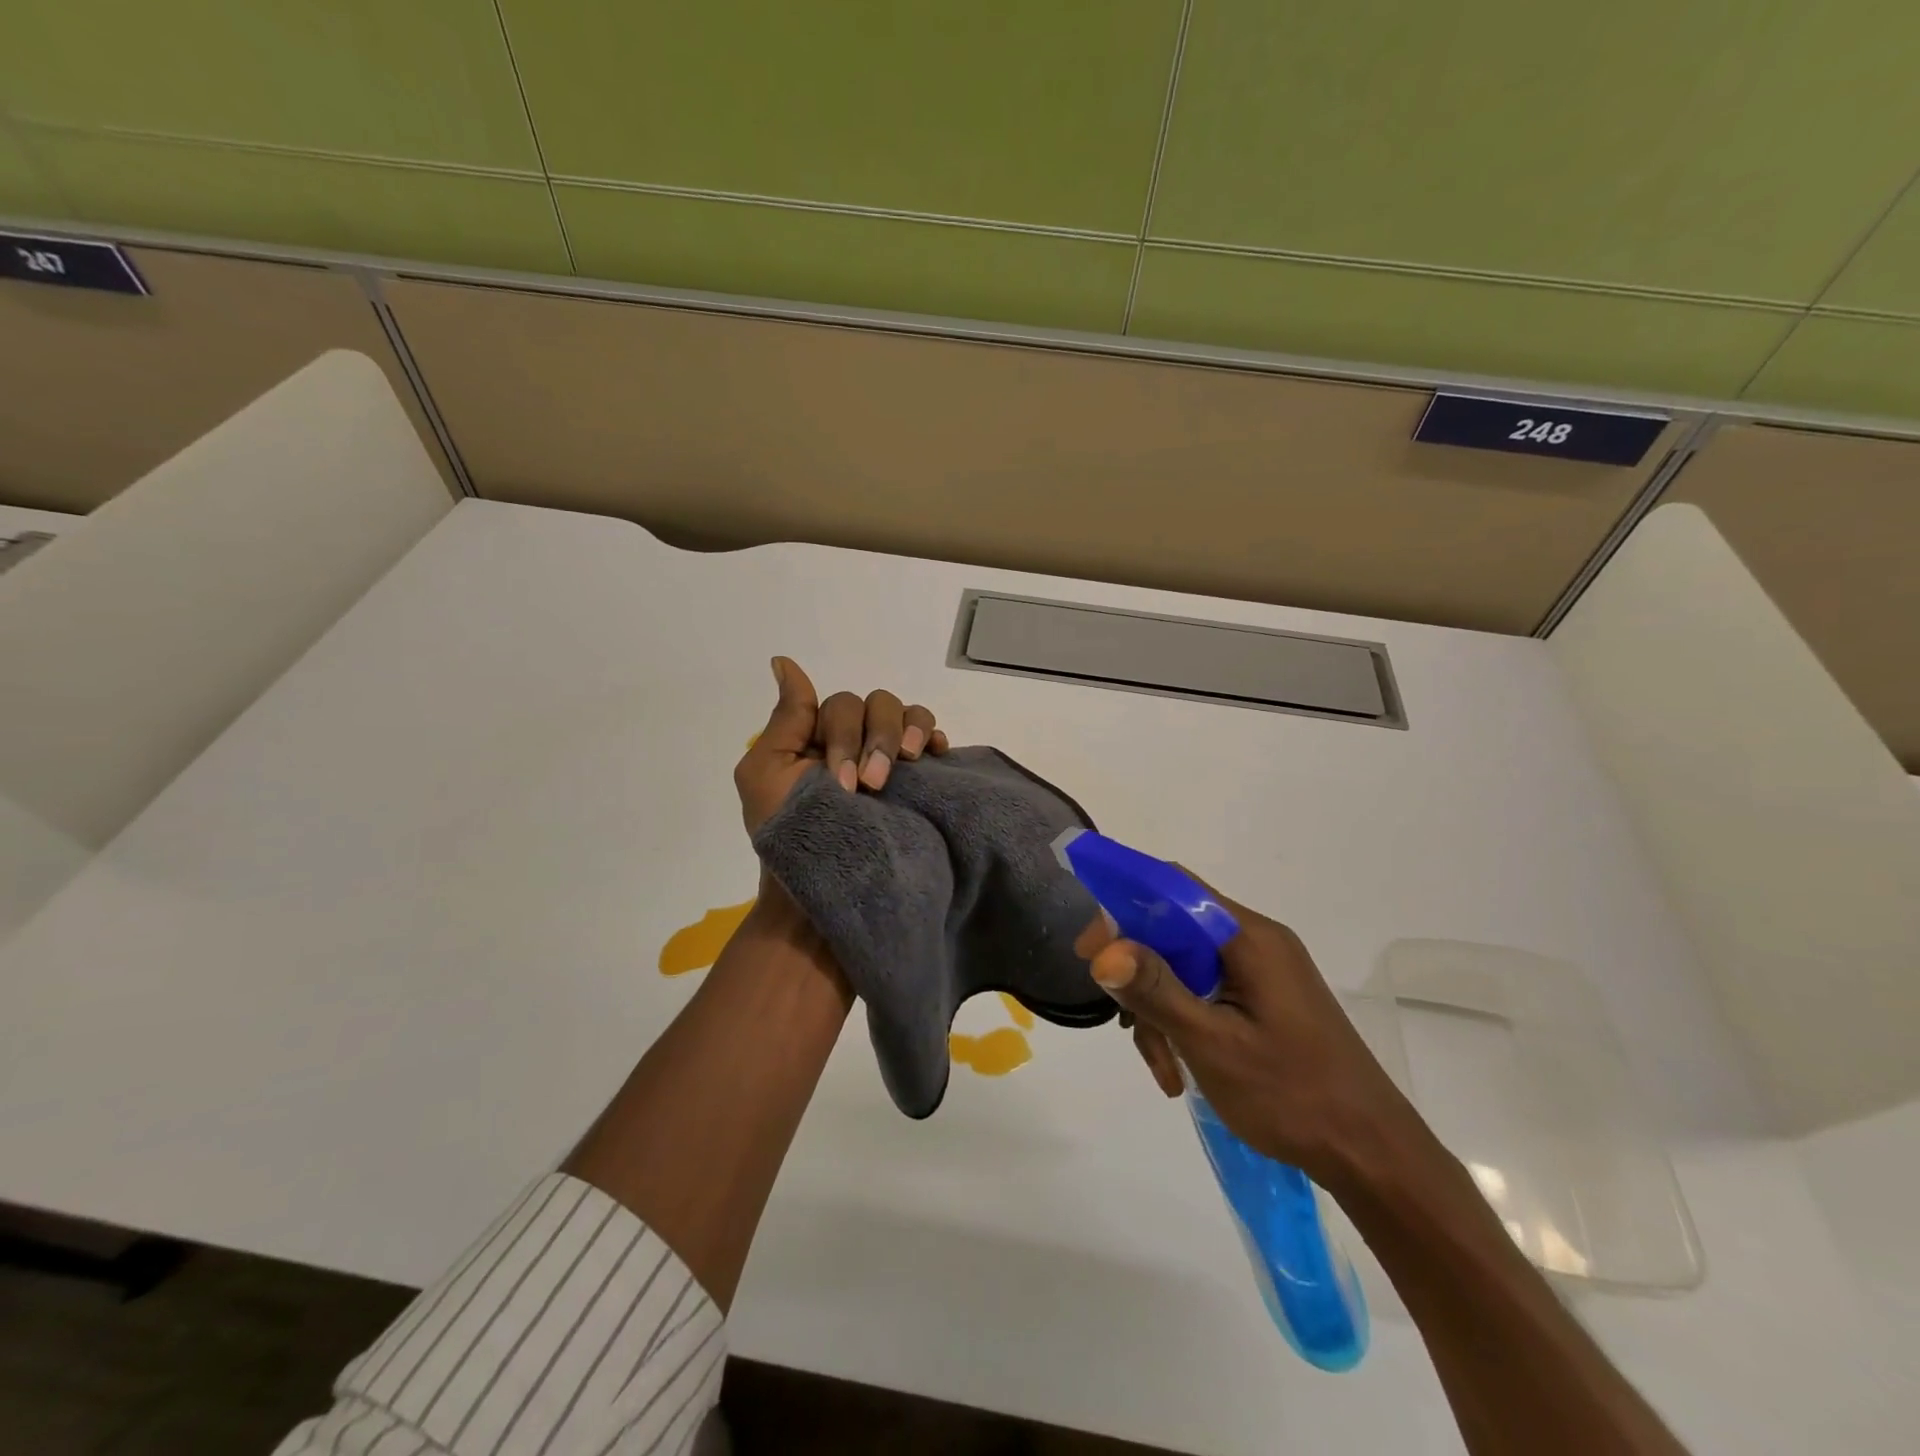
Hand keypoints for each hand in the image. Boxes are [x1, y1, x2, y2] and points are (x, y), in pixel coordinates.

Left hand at [733, 656, 948, 834]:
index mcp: (820, 736)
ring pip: (908, 715)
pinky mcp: (917, 780)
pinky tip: (935, 754)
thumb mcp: (766, 773)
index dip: (844, 734)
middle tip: (871, 787)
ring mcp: (890, 760)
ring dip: (907, 733)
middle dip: (876, 741)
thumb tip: (783, 661)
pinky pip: (933, 740)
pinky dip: (935, 738)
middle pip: (878, 705)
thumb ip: (785, 718)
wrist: (822, 893)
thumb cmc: (787, 836)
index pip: (843, 706)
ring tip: (907, 763)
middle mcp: (857, 741)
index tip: (842, 782)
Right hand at [1083, 889, 1425, 1193]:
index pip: (1172, 890)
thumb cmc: (1293, 1095)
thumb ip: (1156, 991)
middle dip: (1142, 977)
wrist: (1373, 1154)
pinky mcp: (1266, 999)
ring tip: (1164, 1069)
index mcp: (1249, 937)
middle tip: (1124, 1024)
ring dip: (1161, 1010)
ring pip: (1186, 967)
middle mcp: (1257, 941)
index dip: (1123, 907)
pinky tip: (1181, 1070)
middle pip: (1174, 932)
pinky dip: (1185, 1022)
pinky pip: (1207, 991)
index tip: (1091, 951)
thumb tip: (1104, 951)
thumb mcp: (1212, 1044)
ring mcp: (1264, 972)